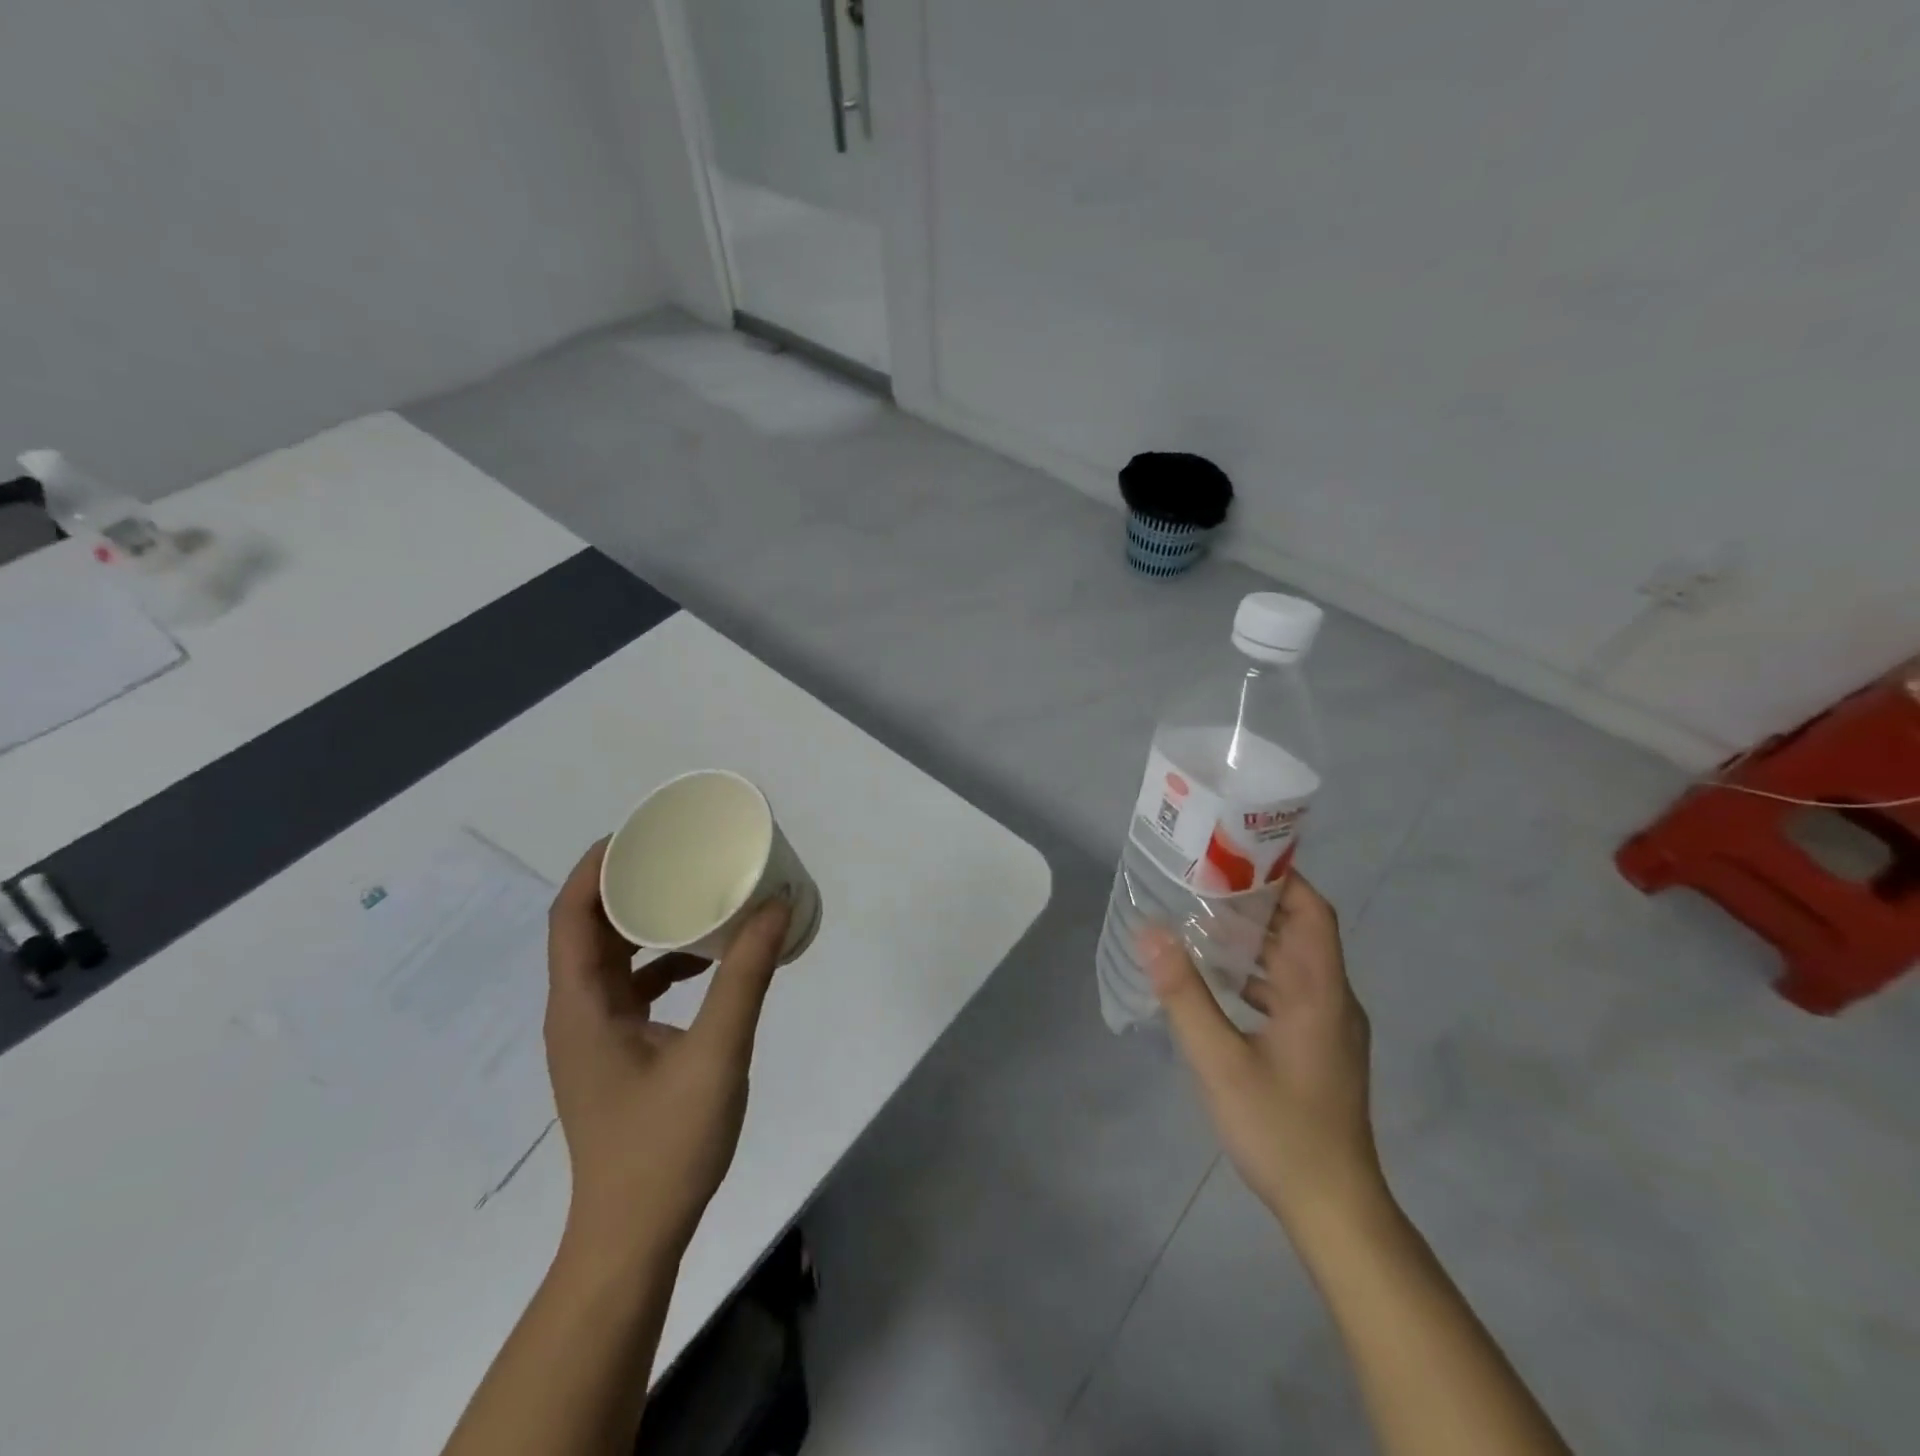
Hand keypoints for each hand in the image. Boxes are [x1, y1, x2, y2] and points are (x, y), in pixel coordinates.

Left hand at [544, 840, 791, 1271]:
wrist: (633, 1239)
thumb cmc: (665, 1146)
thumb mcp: (716, 1053)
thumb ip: (746, 977)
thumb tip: (775, 906)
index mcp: (581, 1006)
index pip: (570, 916)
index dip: (596, 867)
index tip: (640, 832)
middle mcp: (576, 1013)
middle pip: (587, 930)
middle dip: (627, 885)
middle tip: (677, 852)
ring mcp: (593, 1036)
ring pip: (610, 959)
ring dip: (645, 922)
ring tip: (694, 893)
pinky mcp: (614, 1054)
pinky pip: (630, 987)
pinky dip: (661, 962)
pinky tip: (706, 960)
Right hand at [1141, 872, 1381, 1232]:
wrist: (1335, 1209)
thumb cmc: (1280, 1129)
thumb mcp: (1220, 1061)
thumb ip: (1184, 994)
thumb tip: (1150, 932)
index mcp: (1319, 991)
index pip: (1312, 911)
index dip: (1281, 877)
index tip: (1235, 856)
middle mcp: (1332, 999)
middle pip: (1301, 931)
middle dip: (1256, 901)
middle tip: (1202, 881)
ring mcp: (1328, 1025)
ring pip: (1292, 962)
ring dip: (1253, 938)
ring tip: (1201, 920)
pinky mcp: (1318, 1047)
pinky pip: (1287, 990)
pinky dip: (1255, 973)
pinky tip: (1216, 980)